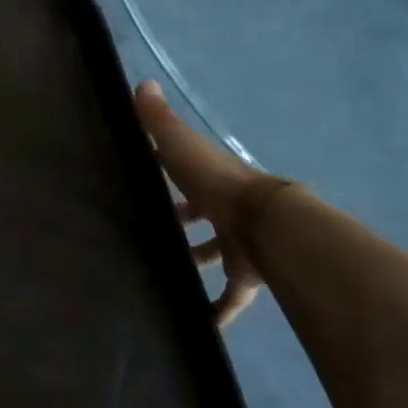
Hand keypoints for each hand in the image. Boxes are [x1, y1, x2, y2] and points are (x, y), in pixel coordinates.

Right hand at [133, 82, 269, 326]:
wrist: (266, 226)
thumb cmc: (217, 185)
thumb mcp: (181, 147)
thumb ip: (160, 122)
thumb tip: (141, 82)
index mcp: (210, 181)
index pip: (186, 175)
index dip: (167, 177)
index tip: (143, 184)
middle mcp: (225, 211)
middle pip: (200, 217)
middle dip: (179, 224)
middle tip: (145, 234)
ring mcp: (237, 245)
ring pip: (213, 255)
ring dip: (193, 263)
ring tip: (161, 275)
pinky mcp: (246, 276)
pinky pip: (230, 297)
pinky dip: (217, 311)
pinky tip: (199, 325)